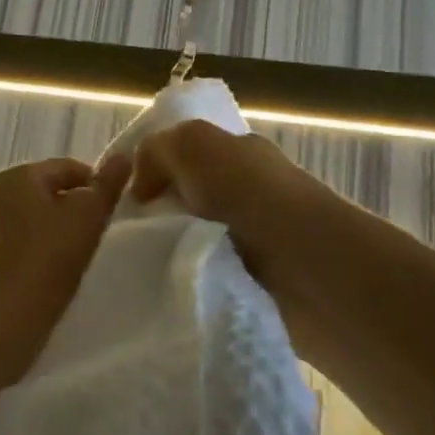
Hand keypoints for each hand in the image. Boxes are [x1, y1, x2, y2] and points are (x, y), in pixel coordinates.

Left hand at [0, 155, 131, 324]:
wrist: (1, 317)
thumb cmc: (47, 256)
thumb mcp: (88, 214)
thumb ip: (108, 184)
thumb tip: (125, 155)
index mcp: (16, 175)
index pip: (68, 167)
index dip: (96, 185)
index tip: (114, 211)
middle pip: (48, 194)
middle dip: (74, 210)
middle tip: (99, 236)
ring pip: (33, 222)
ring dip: (56, 235)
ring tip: (78, 260)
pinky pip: (19, 248)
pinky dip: (38, 256)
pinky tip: (53, 277)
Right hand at [129, 121, 340, 342]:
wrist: (312, 270)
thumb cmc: (251, 196)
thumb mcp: (193, 145)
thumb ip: (157, 150)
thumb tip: (142, 186)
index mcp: (240, 154)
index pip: (187, 156)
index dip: (154, 171)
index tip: (123, 200)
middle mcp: (251, 192)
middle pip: (189, 199)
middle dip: (158, 216)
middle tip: (123, 238)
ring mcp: (258, 241)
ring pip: (195, 241)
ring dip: (173, 252)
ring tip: (140, 269)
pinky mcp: (260, 284)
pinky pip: (211, 276)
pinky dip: (192, 281)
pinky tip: (169, 290)